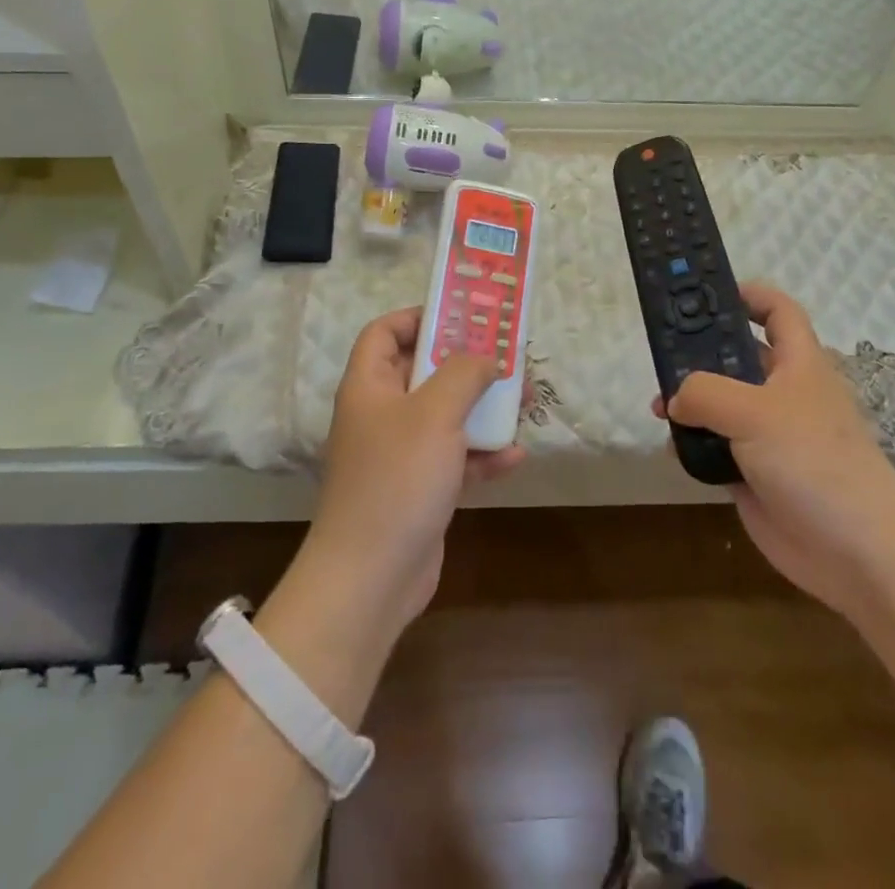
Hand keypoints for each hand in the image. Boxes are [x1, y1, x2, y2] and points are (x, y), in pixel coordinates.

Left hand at [308, 309, 526, 624]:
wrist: (371, 578)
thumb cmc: (397, 479)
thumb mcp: (435, 413)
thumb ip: (464, 373)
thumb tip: (486, 358)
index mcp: (369, 385)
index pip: (384, 332)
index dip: (418, 317)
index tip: (462, 316)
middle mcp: (381, 413)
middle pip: (424, 371)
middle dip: (467, 363)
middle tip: (507, 355)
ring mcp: (400, 454)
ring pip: (446, 415)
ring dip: (483, 408)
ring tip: (524, 400)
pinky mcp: (419, 489)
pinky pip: (454, 459)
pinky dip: (482, 454)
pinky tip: (515, 455)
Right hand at [653, 283, 894, 611]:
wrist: (857, 552)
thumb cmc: (814, 461)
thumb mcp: (755, 411)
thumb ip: (705, 392)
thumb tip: (675, 399)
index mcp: (798, 363)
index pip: (777, 311)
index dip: (747, 295)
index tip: (705, 295)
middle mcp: (783, 392)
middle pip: (738, 356)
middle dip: (700, 352)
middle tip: (660, 352)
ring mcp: (768, 435)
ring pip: (721, 404)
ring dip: (689, 402)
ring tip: (657, 407)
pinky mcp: (754, 472)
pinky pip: (715, 446)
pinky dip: (693, 444)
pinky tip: (672, 448)